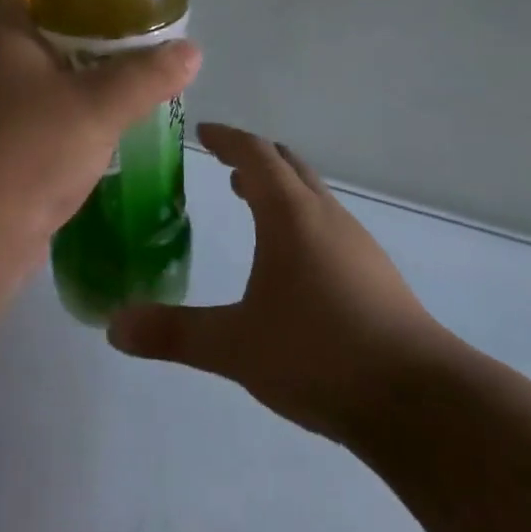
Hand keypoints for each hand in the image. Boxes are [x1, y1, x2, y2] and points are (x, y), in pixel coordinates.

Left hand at [0, 0, 200, 279]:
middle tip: (142, 40)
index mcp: (4, 35)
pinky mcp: (0, 151)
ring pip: (47, 81)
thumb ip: (146, 75)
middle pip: (46, 33)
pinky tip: (110, 129)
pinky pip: (44, 121)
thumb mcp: (97, 106)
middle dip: (93, 37)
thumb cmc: (27, 151)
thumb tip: (192, 50)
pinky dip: (75, 120)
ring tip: (136, 80)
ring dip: (86, 81)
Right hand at [108, 122, 442, 443]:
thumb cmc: (317, 354)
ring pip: (312, 196)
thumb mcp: (234, 345)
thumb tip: (114, 326)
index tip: (204, 133)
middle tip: (225, 167)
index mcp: (290, 215)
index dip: (228, 139)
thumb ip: (173, 333)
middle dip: (255, 160)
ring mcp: (357, 243)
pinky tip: (292, 263)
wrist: (416, 398)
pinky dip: (301, 221)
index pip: (255, 155)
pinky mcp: (375, 273)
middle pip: (289, 166)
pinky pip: (329, 226)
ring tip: (252, 206)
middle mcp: (326, 216)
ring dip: (280, 191)